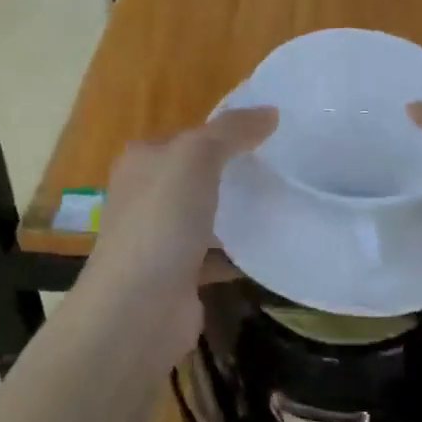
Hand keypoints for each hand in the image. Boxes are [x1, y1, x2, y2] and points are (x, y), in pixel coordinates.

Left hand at [77, 108, 277, 368]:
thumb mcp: (196, 157)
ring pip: (206, 216)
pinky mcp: (178, 276)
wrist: (138, 310)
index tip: (268, 133)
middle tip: (281, 168)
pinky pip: (215, 256)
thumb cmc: (161, 221)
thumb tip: (271, 111)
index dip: (223, 132)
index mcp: (142, 161)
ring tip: (283, 202)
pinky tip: (272, 247)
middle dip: (233, 172)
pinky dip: (239, 253)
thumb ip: (232, 131)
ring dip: (236, 213)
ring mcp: (160, 238)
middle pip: (196, 175)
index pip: (188, 136)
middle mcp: (145, 196)